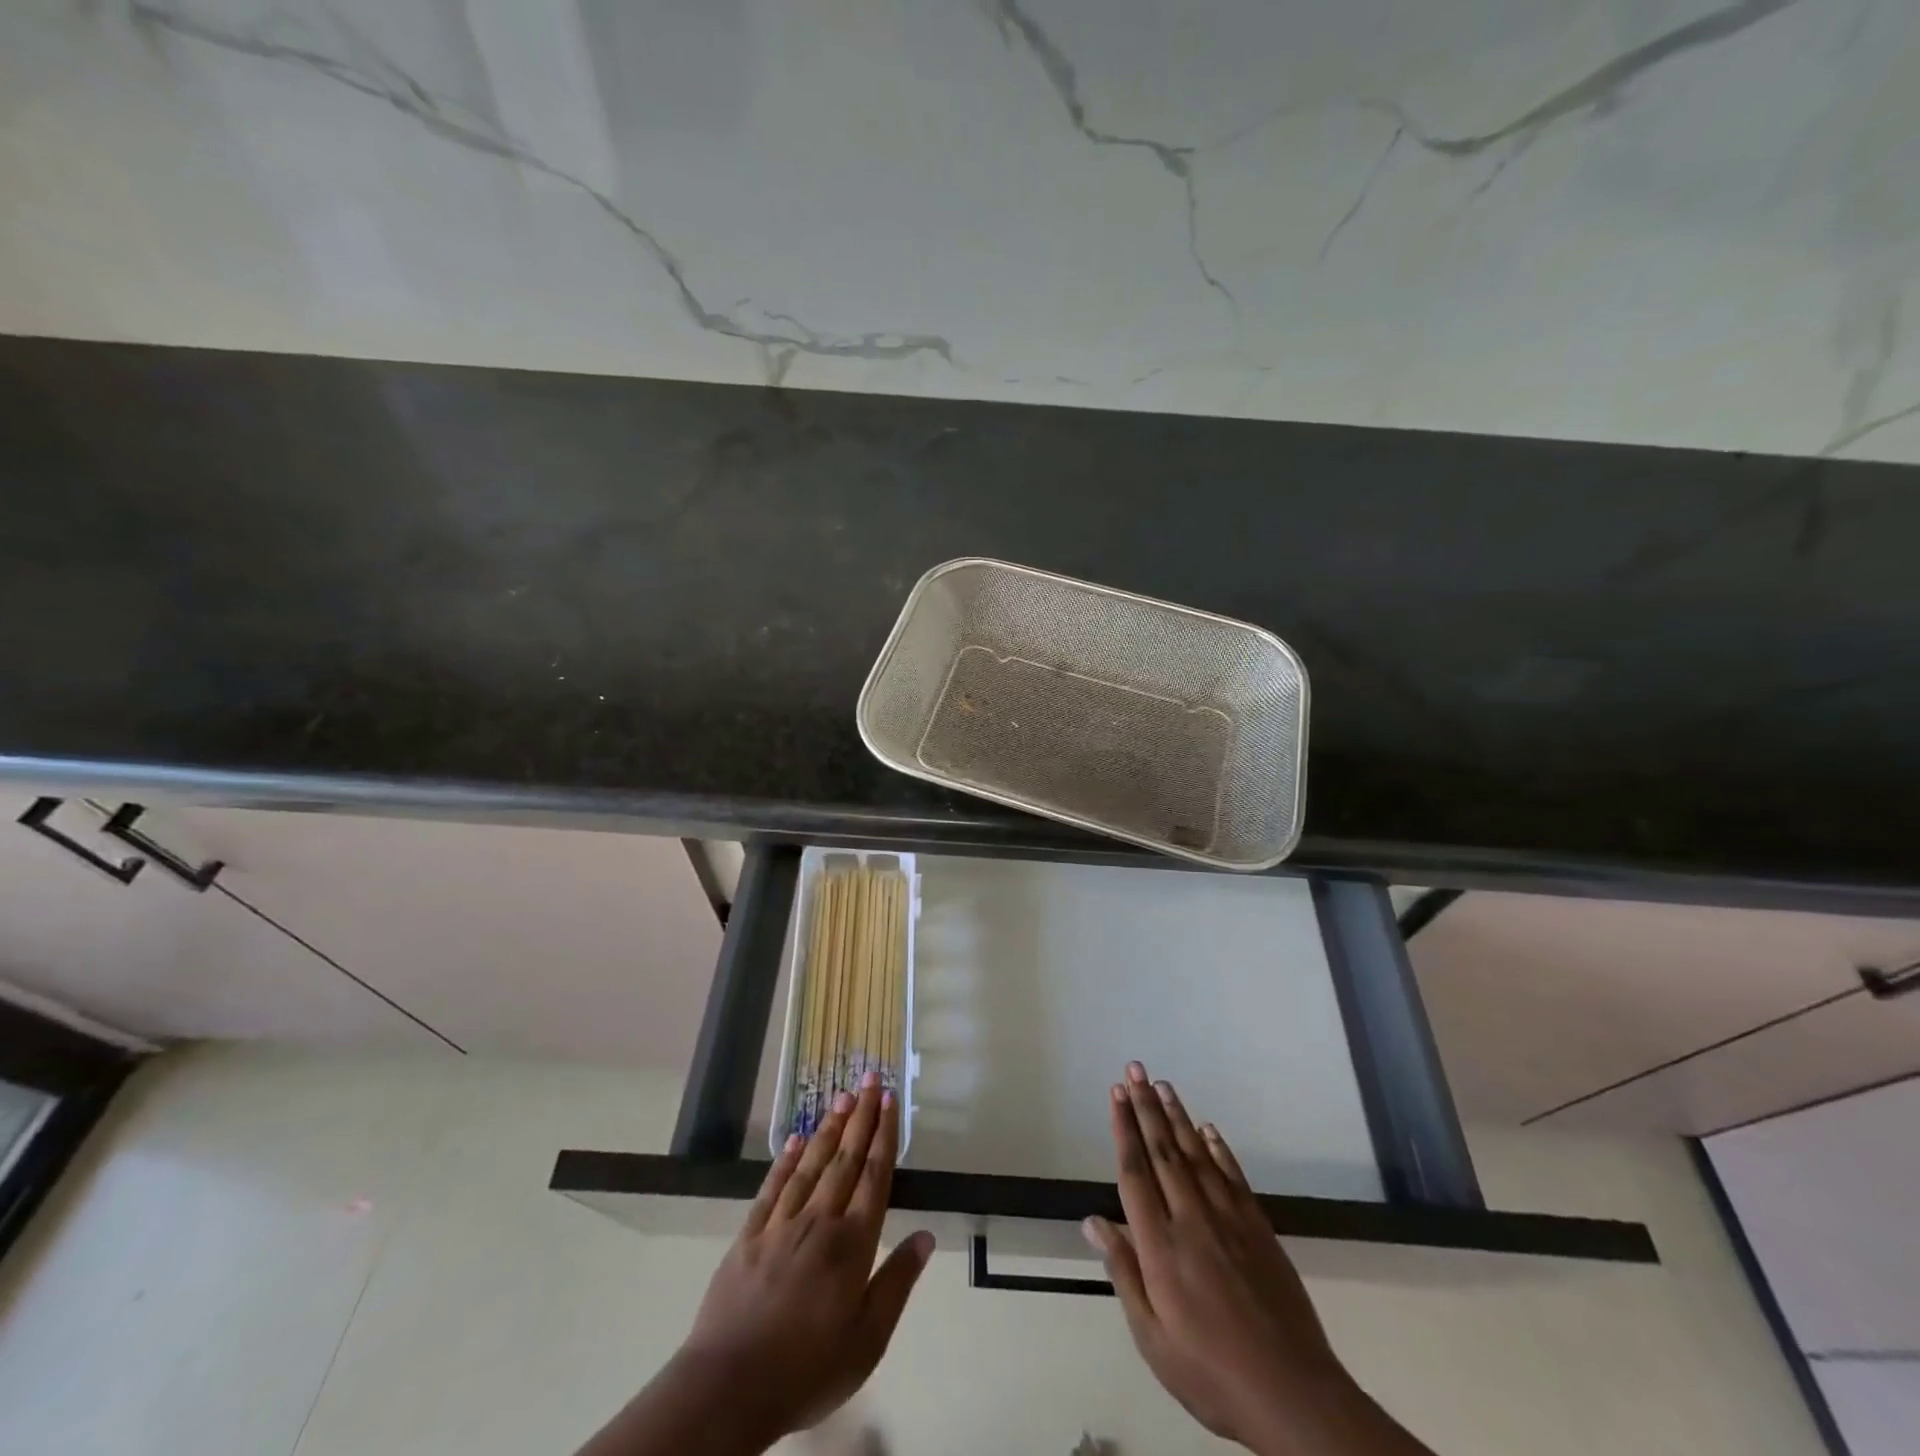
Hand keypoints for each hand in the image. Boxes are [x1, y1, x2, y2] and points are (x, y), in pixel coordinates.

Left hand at [578, 1073, 931, 1455]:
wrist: (729, 1387)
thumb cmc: (808, 1369)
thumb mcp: (868, 1341)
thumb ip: (897, 1283)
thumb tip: (927, 1235)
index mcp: (852, 1244)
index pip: (874, 1176)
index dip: (884, 1135)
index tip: (890, 1100)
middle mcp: (819, 1221)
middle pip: (845, 1159)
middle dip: (861, 1116)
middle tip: (871, 1078)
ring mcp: (780, 1224)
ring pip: (810, 1164)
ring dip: (829, 1128)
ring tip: (842, 1096)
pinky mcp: (749, 1235)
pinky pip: (772, 1188)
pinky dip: (784, 1161)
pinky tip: (794, 1139)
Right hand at [1082, 1063, 1352, 1455]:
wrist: (1292, 1395)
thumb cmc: (1210, 1373)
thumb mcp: (1152, 1338)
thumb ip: (1123, 1272)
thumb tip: (1092, 1221)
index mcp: (1161, 1246)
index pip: (1135, 1172)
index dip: (1123, 1129)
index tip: (1115, 1094)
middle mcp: (1192, 1219)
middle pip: (1163, 1151)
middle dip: (1146, 1106)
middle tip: (1134, 1070)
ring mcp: (1229, 1219)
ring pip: (1196, 1154)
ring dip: (1176, 1116)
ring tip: (1162, 1084)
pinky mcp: (1259, 1227)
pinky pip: (1233, 1176)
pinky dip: (1218, 1148)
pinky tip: (1207, 1128)